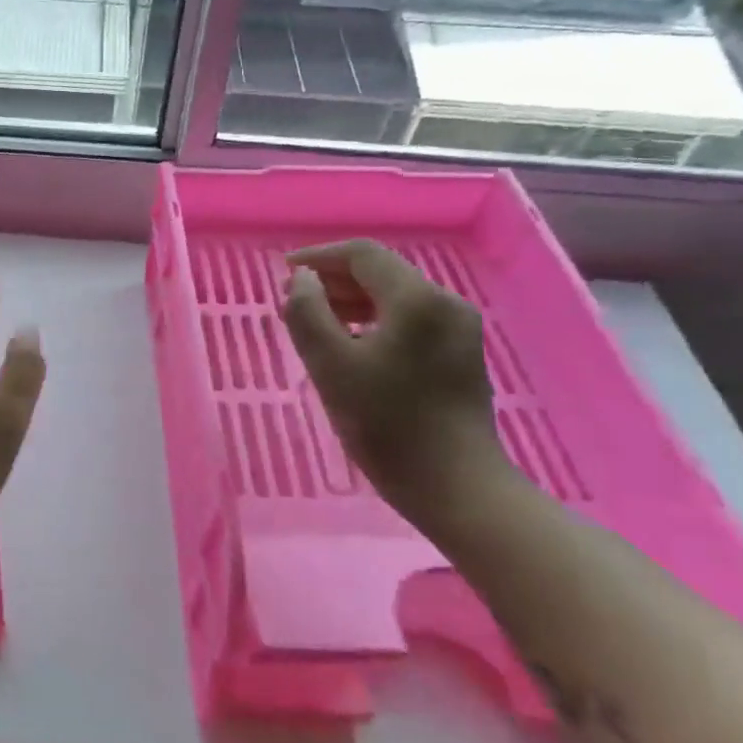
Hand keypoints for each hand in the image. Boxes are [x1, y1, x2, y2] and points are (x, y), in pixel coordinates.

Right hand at [282, 240, 504, 507]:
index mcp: (417, 299)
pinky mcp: (459, 355)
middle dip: (333, 281)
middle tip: (292, 303)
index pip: (362, 255)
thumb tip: (302, 279)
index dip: (318, 257)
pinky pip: (409, 321)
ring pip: (394, 298)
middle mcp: (444, 304)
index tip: (283, 273)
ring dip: (350, 302)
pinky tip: (350, 346)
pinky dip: (373, 322)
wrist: (456, 487)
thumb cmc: (387, 425)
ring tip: (313, 324)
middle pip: (381, 273)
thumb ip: (308, 313)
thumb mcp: (332, 367)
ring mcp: (457, 330)